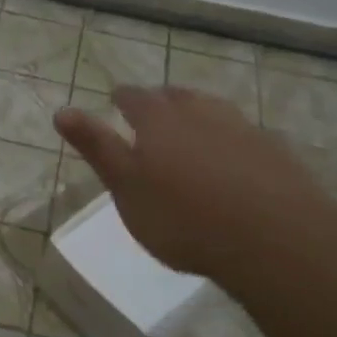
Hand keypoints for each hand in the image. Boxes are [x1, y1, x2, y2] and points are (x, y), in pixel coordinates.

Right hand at [54, 85, 336, 283]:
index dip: (122, 98)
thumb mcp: (126, 188)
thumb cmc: (184, 217)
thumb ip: (96, 147)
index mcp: (159, 118)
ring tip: (191, 133)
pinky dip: (231, 141)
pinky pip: (244, 135)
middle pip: (176, 97)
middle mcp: (200, 112)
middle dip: (161, 102)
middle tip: (152, 116)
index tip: (115, 102)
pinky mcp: (275, 152)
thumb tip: (61, 110)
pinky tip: (233, 162)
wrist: (275, 240)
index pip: (134, 97)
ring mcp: (242, 128)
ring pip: (213, 111)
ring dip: (198, 117)